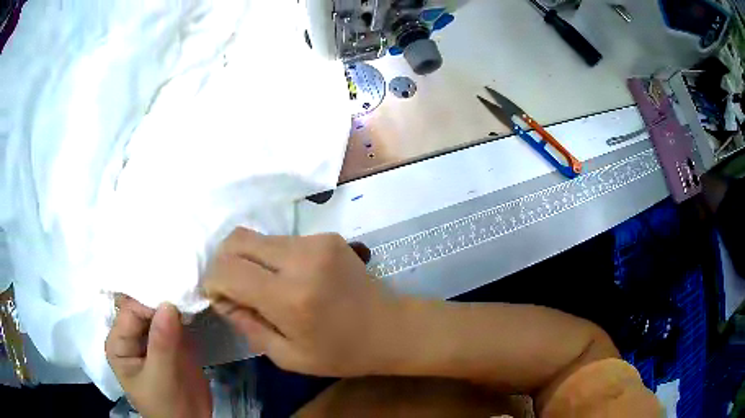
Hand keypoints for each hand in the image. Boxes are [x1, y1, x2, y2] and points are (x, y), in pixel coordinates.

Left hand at [105, 296, 211, 417]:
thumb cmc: (167, 406)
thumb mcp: (161, 378)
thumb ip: (162, 343)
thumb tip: (168, 303)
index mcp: (119, 342)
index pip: (130, 310)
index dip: (150, 302)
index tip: (175, 298)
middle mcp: (132, 336)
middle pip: (144, 307)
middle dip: (162, 297)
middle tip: (184, 287)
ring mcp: (152, 339)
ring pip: (160, 312)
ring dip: (175, 303)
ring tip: (191, 292)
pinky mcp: (171, 343)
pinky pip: (175, 322)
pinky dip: (184, 315)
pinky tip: (194, 307)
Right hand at [203, 228, 406, 376]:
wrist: (392, 328)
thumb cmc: (341, 353)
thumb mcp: (288, 356)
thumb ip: (247, 325)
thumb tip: (221, 298)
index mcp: (290, 297)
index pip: (227, 270)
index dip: (212, 281)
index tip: (219, 298)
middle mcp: (301, 259)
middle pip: (236, 239)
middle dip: (223, 262)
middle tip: (233, 288)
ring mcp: (316, 241)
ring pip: (258, 237)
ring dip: (248, 260)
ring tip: (263, 287)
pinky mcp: (327, 235)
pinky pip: (281, 240)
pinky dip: (271, 258)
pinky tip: (287, 279)